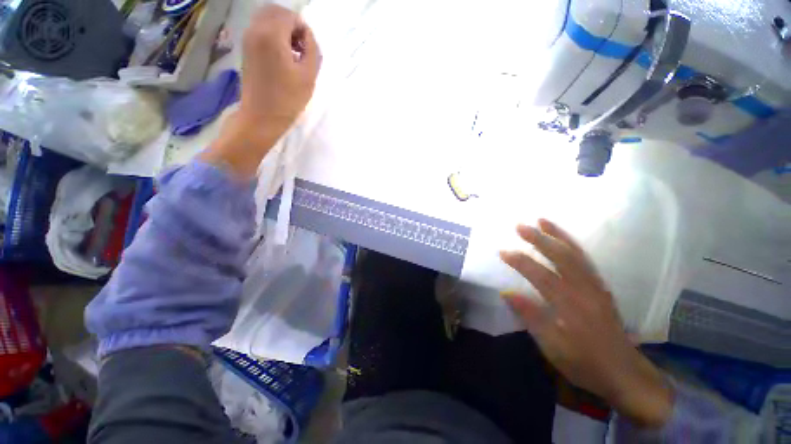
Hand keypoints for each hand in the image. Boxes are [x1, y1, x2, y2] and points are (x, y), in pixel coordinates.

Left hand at [201, 5, 321, 178]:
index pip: (292, 17)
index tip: (309, 51)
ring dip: (282, 29)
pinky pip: (260, 29)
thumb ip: (312, 50)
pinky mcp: (246, 48)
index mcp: (272, 35)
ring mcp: (248, 38)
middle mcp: (256, 29)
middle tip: (301, 48)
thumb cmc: (288, 99)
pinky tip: (281, 56)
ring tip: (292, 53)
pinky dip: (273, 34)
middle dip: (293, 25)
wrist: (261, 116)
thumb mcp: (308, 76)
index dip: (304, 31)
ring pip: (267, 18)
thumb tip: (308, 36)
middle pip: (277, 11)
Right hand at [500, 219, 673, 427]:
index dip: (520, 262)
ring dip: (558, 235)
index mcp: (572, 306)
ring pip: (576, 254)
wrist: (625, 373)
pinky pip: (585, 260)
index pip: (541, 276)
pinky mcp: (601, 287)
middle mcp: (586, 290)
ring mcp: (596, 287)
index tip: (502, 251)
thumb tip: (506, 292)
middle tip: (520, 226)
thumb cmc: (585, 363)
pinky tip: (563, 239)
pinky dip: (572, 245)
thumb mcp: (553, 348)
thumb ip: (531, 317)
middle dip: (539, 239)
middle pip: (562, 257)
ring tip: (542, 221)